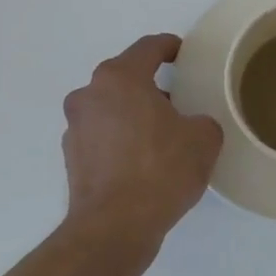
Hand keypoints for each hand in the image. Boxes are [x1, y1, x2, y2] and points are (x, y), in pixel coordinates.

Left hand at [60, 34, 222, 255]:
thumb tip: (191, 126)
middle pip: (125, 77)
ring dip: (134, 113)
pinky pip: (103, 136)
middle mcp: (90, 94)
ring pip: (111, 107)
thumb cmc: (161, 170)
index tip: (185, 55)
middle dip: (152, 84)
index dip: (171, 47)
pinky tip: (143, 162)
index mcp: (120, 77)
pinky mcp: (72, 158)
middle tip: (180, 99)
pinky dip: (121, 140)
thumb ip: (202, 120)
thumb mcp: (204, 138)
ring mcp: (75, 127)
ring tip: (163, 135)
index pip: (149, 47)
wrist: (114, 228)